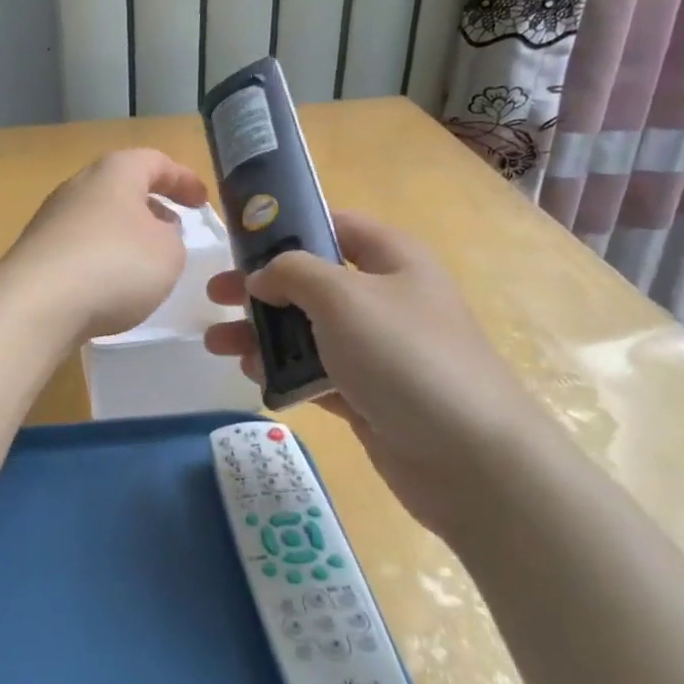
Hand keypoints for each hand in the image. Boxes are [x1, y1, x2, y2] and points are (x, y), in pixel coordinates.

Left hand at [0, 149, 209, 341]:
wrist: (35, 305)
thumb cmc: (114, 265)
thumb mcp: (169, 253)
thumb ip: (172, 239)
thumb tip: (157, 233)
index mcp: (114, 173)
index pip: (155, 161)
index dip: (183, 179)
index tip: (202, 201)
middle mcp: (78, 187)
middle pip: (121, 187)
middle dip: (150, 206)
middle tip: (173, 229)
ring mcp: (52, 220)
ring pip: (100, 218)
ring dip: (126, 235)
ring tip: (146, 263)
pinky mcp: (37, 253)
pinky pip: (80, 247)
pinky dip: (102, 258)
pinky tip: (110, 287)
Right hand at [202, 211, 537, 537]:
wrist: (468, 456)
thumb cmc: (404, 356)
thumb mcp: (342, 296)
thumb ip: (292, 273)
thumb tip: (263, 277)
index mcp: (392, 260)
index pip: (335, 226)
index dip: (288, 227)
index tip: (240, 241)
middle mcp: (386, 299)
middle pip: (312, 282)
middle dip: (262, 288)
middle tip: (214, 295)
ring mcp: (378, 350)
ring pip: (308, 331)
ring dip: (262, 334)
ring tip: (217, 345)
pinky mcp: (368, 394)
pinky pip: (316, 373)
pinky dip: (285, 372)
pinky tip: (253, 377)